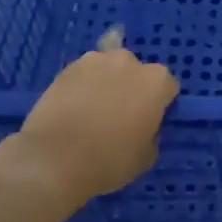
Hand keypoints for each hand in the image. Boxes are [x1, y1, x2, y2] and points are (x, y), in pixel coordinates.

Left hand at [0, 48, 178, 210]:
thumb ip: (152, 133)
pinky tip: (74, 107)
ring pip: (109, 69)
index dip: (159, 105)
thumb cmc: (108, 160)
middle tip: (120, 115)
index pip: (168, 88)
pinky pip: (84, 74)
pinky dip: (83, 85)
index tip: (149, 122)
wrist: (53, 159)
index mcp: (156, 82)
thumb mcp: (147, 156)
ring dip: (107, 82)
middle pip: (138, 72)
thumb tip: (144, 125)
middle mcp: (130, 62)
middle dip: (133, 88)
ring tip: (93, 109)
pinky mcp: (67, 67)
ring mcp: (96, 60)